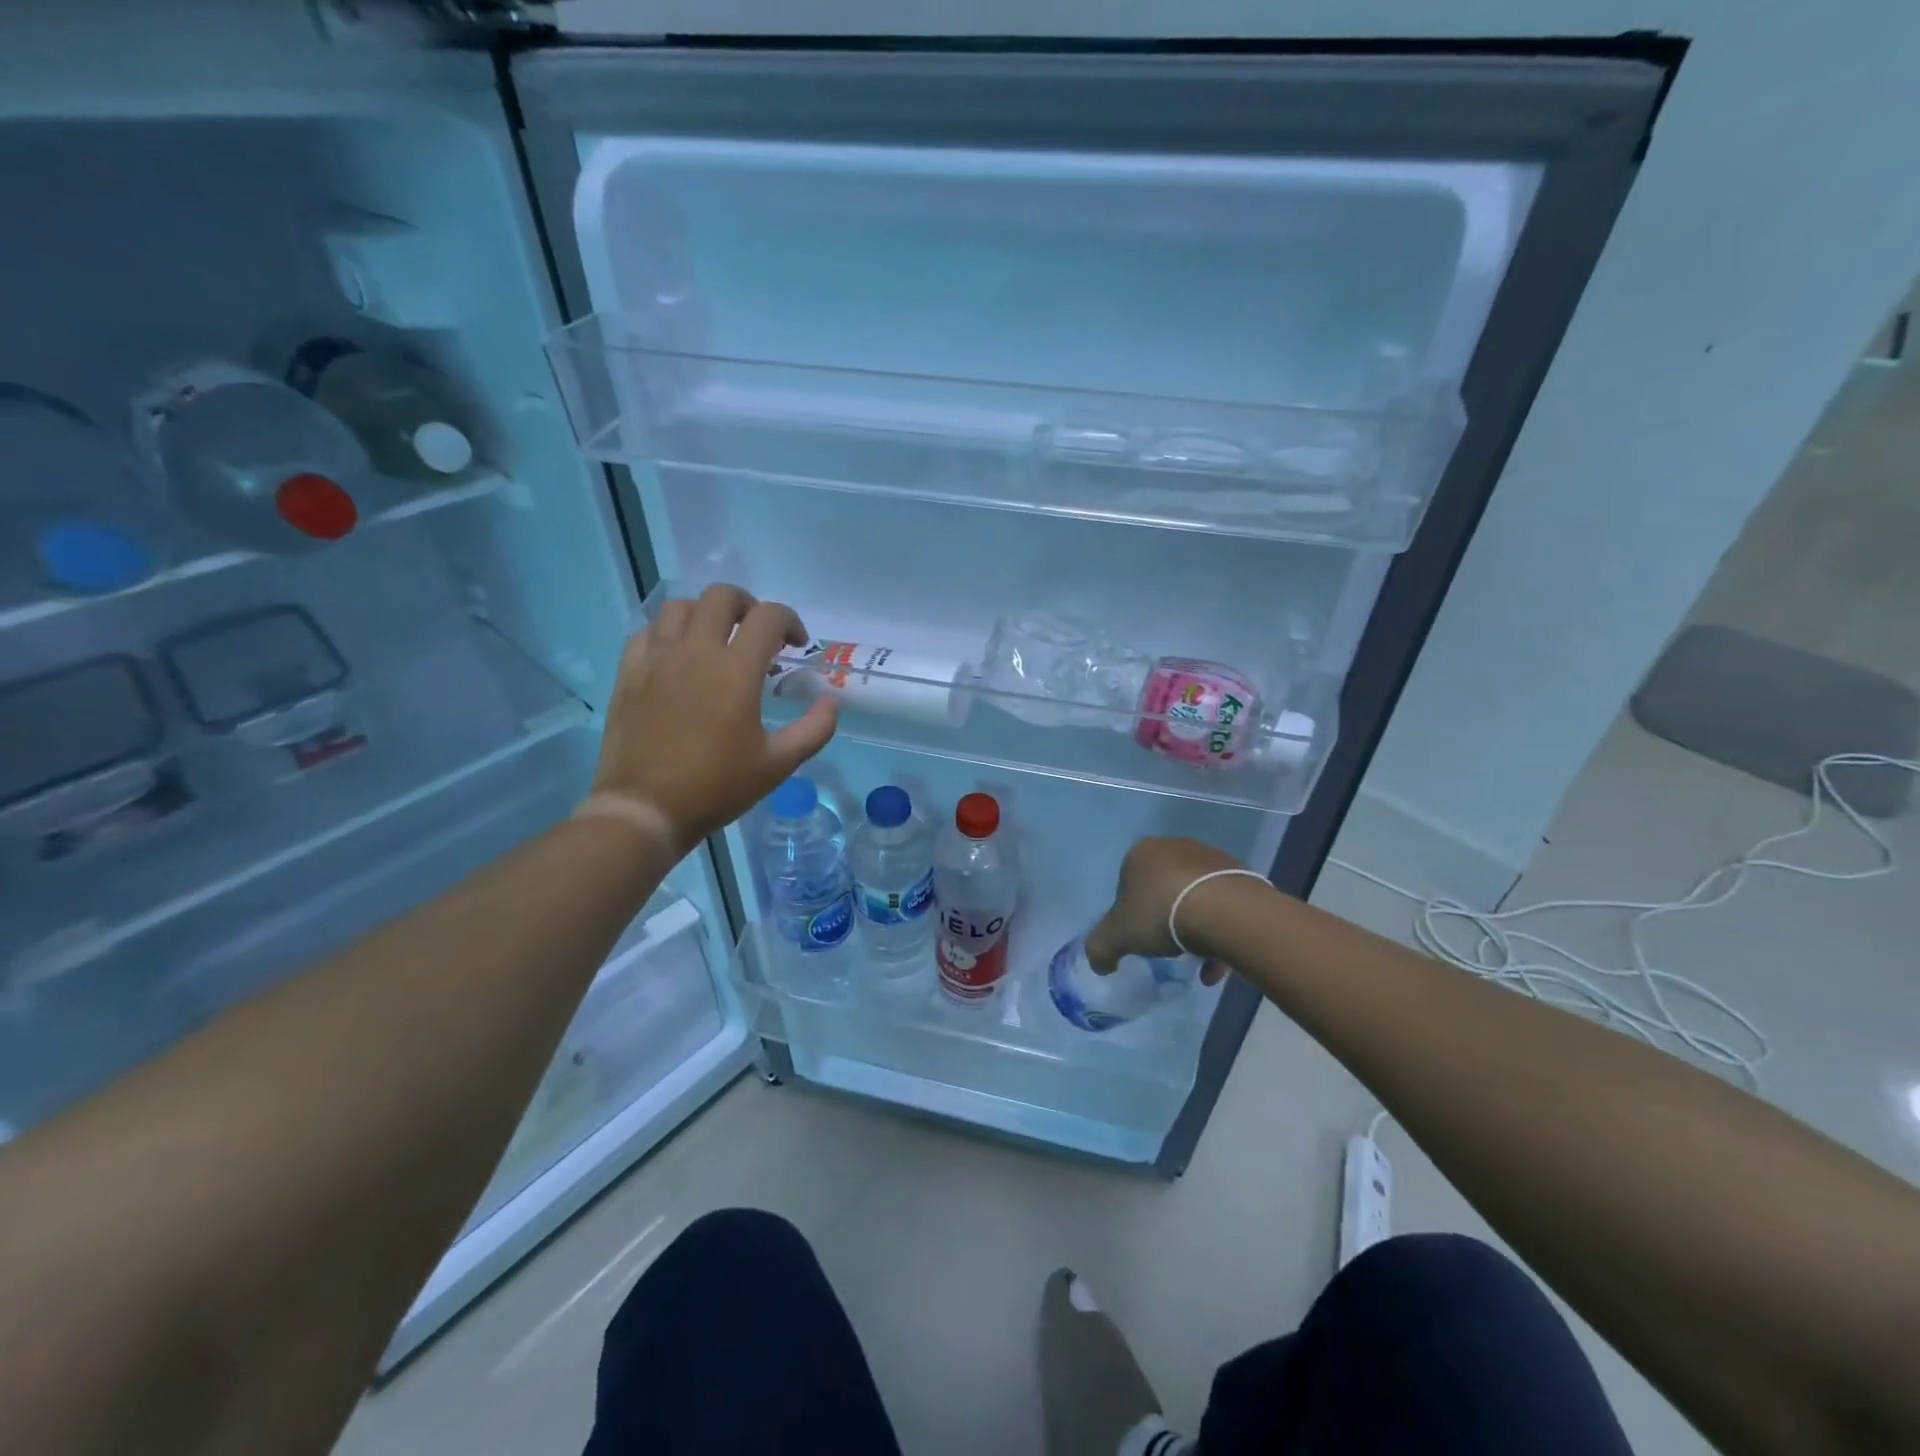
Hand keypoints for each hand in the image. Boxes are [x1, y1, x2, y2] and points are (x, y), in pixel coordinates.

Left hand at [590, 584, 837, 853]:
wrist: (645, 809)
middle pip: (721, 597)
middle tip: (757, 635)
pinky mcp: (629, 673)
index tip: (797, 646)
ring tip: (716, 641)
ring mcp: (656, 659)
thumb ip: (815, 729)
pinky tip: (678, 658)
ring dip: (706, 615)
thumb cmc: (717, 787)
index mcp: (736, 670)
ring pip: (680, 607)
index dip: (790, 622)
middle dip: (748, 606)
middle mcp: (695, 651)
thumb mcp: (778, 765)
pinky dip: (669, 634)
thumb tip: (832, 702)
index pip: (768, 616)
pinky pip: (647, 633)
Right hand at [1085, 837, 1252, 983]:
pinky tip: (1219, 960)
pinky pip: (1222, 904)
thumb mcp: (1116, 936)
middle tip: (1168, 945)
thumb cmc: (1161, 914)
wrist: (1224, 910)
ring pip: (1195, 896)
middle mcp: (1175, 846)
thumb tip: (1100, 964)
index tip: (1139, 936)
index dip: (1130, 912)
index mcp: (1141, 852)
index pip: (1127, 881)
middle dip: (1165, 917)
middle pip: (1163, 887)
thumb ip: (1100, 948)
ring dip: (1194, 926)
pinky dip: (1218, 930)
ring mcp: (1210, 857)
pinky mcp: (1240, 873)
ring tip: (1199, 958)